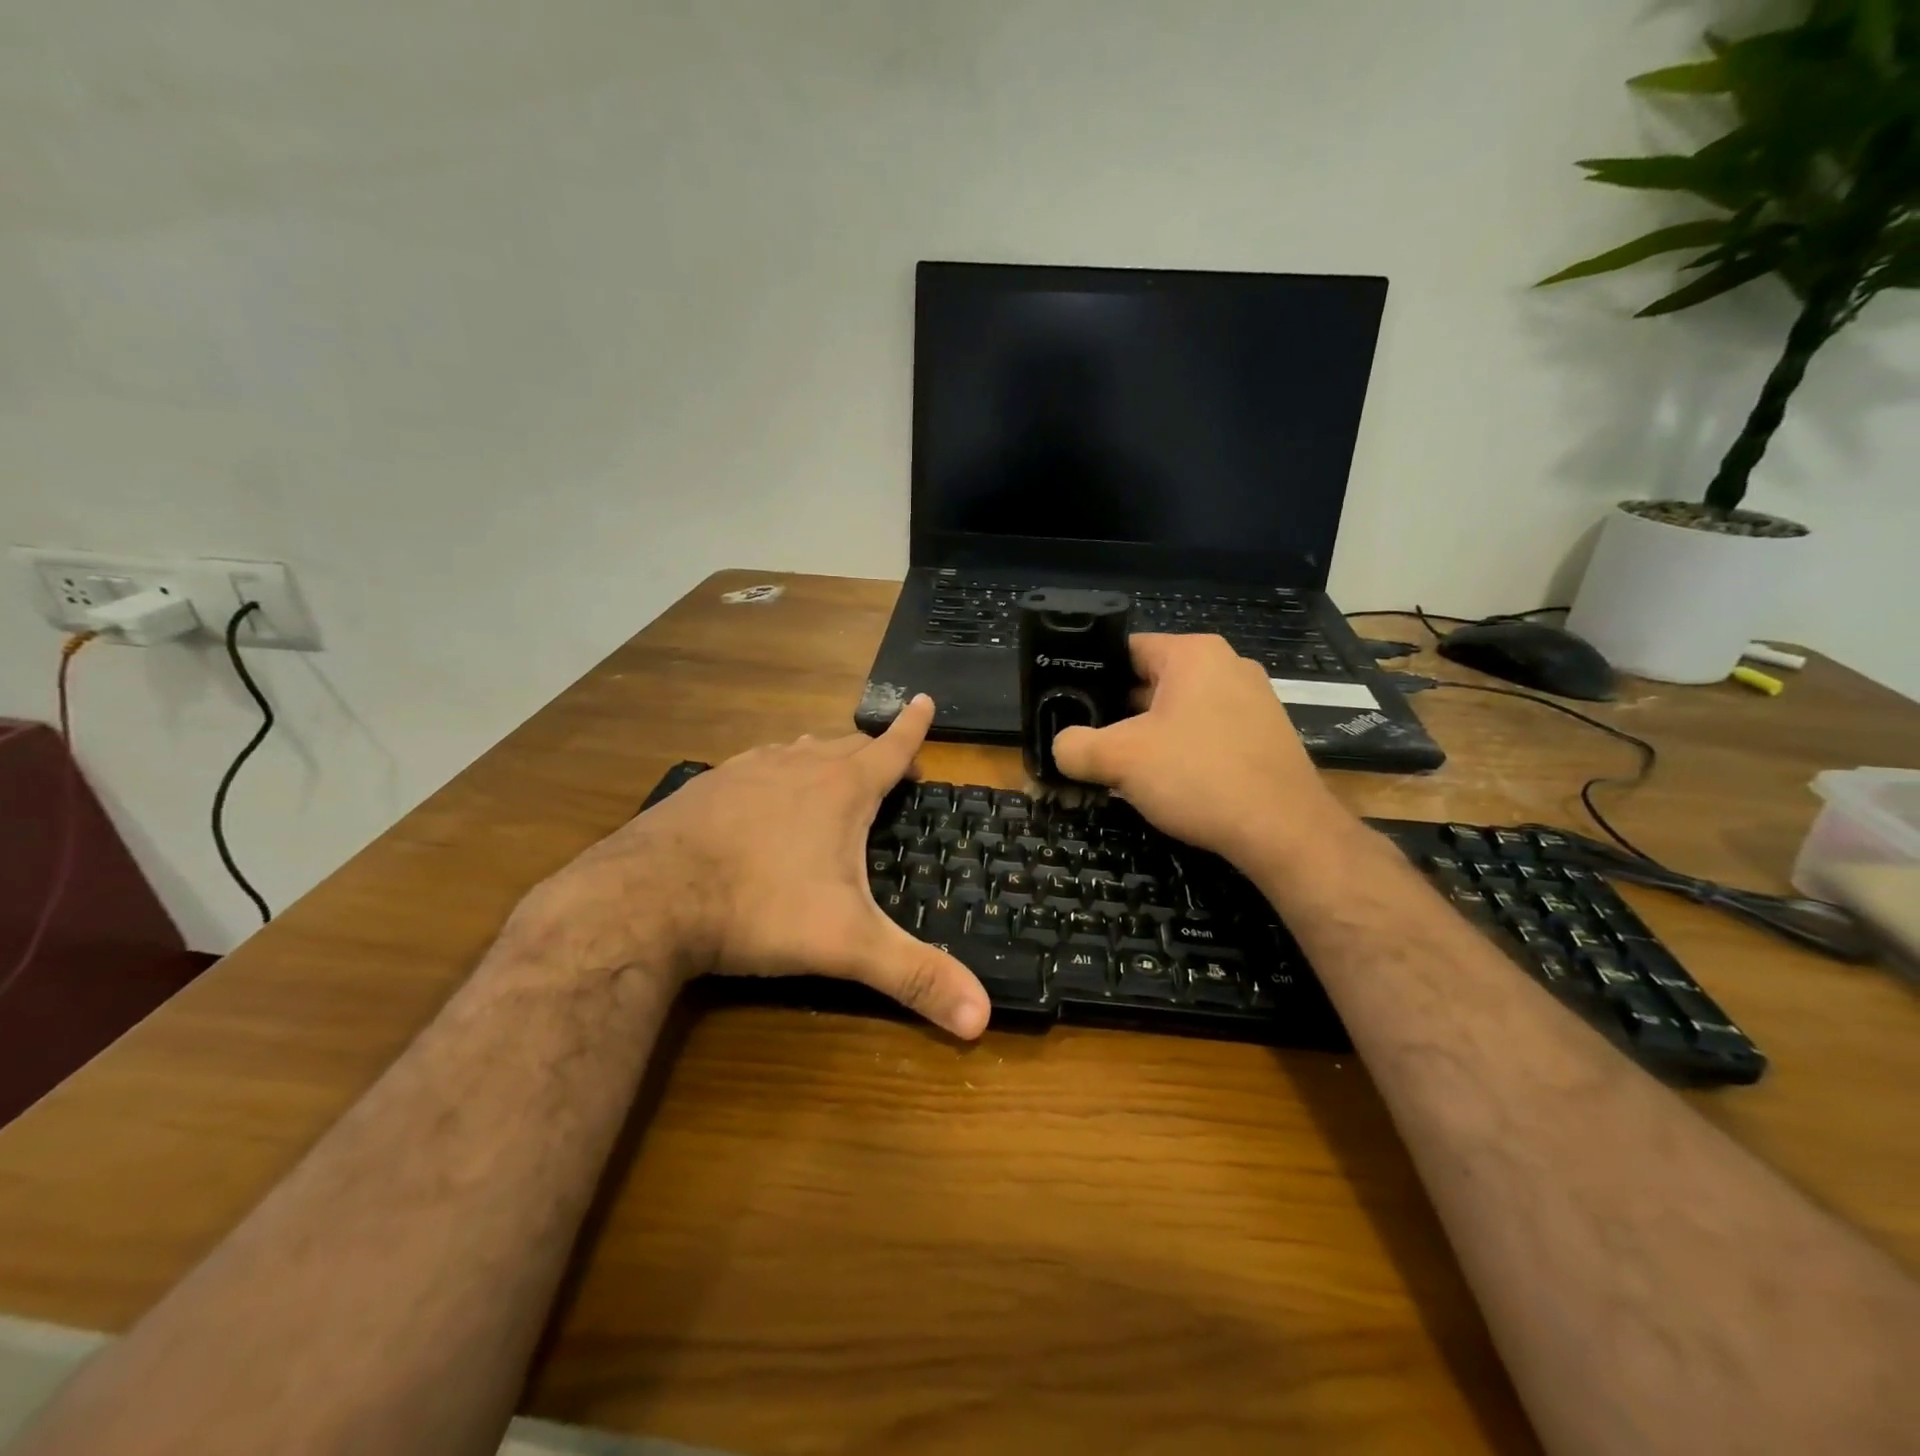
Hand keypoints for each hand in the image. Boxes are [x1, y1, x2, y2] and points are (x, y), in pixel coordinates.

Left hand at [516, 696, 990, 1039]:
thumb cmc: (760, 908)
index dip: (912, 727)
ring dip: (822, 756)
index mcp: (840, 790)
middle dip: (872, 752)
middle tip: (888, 769)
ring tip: (831, 770)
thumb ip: (914, 977)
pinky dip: (774, 771)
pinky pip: (754, 765)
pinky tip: (761, 792)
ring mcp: (746, 771)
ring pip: (797, 749)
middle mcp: (797, 766)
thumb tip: (983, 1018)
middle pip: (845, 745)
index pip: (890, 748)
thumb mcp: (846, 945)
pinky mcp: (706, 786)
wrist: (647, 898)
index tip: (923, 700)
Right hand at [1051, 634, 1348, 869]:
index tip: (1066, 705)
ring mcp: (1252, 701)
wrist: (1284, 832)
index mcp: (1193, 654)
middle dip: (1116, 713)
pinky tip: (1164, 783)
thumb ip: (1075, 747)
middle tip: (1085, 741)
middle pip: (1150, 681)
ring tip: (1117, 766)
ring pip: (1178, 712)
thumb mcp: (1120, 759)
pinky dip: (1180, 752)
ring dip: (1146, 736)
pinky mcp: (1264, 736)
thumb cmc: (1199, 776)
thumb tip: (1060, 748)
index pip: (1126, 649)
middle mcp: (1227, 666)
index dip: (1090, 676)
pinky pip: (1206, 733)